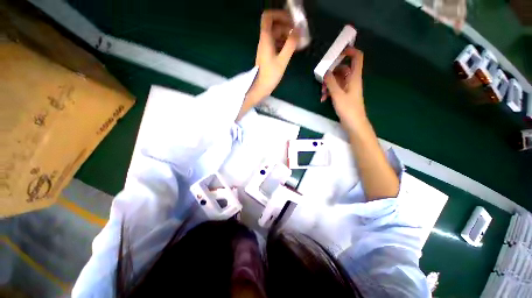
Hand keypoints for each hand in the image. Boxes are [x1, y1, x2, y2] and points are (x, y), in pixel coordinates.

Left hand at [250, 10, 298, 102]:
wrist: (260, 88)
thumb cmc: (270, 75)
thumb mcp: (282, 60)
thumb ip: (291, 44)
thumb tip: (298, 30)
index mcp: (266, 39)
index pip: (268, 17)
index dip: (279, 14)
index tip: (291, 20)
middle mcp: (264, 41)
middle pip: (275, 26)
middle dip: (287, 27)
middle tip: (298, 34)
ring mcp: (266, 49)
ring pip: (276, 36)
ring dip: (287, 36)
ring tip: (298, 42)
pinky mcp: (267, 56)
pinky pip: (276, 44)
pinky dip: (284, 44)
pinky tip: (292, 50)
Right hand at [321, 47, 365, 131]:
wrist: (354, 124)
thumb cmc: (348, 109)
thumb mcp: (337, 95)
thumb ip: (331, 82)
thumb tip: (326, 71)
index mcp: (354, 77)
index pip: (357, 57)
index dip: (350, 51)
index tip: (338, 51)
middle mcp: (352, 81)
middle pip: (342, 69)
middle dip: (331, 73)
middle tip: (322, 77)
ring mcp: (347, 89)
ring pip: (337, 80)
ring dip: (328, 84)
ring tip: (322, 92)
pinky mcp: (344, 96)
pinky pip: (336, 89)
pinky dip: (329, 92)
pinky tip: (323, 98)